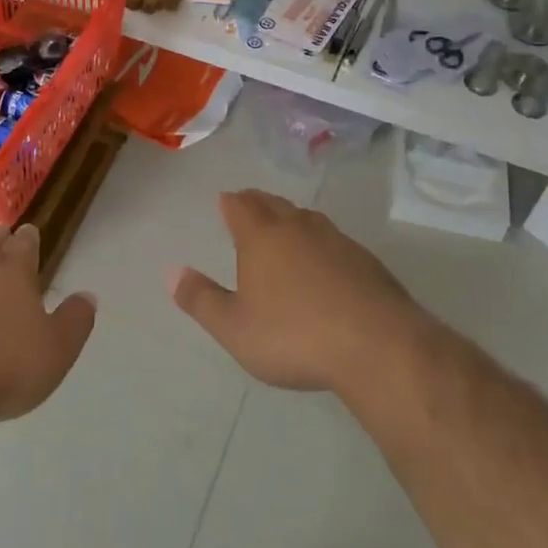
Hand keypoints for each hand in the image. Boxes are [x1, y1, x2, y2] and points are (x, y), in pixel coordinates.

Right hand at [170, 190, 420, 393]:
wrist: (377, 345)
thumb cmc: (294, 335)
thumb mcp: (235, 328)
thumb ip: (201, 299)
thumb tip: (171, 271)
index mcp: (262, 236)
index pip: (240, 205)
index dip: (230, 202)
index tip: (224, 201)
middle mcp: (298, 227)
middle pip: (273, 203)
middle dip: (257, 203)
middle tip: (248, 205)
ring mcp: (336, 239)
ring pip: (306, 217)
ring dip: (290, 218)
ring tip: (283, 227)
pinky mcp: (365, 260)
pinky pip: (333, 239)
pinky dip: (319, 242)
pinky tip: (323, 261)